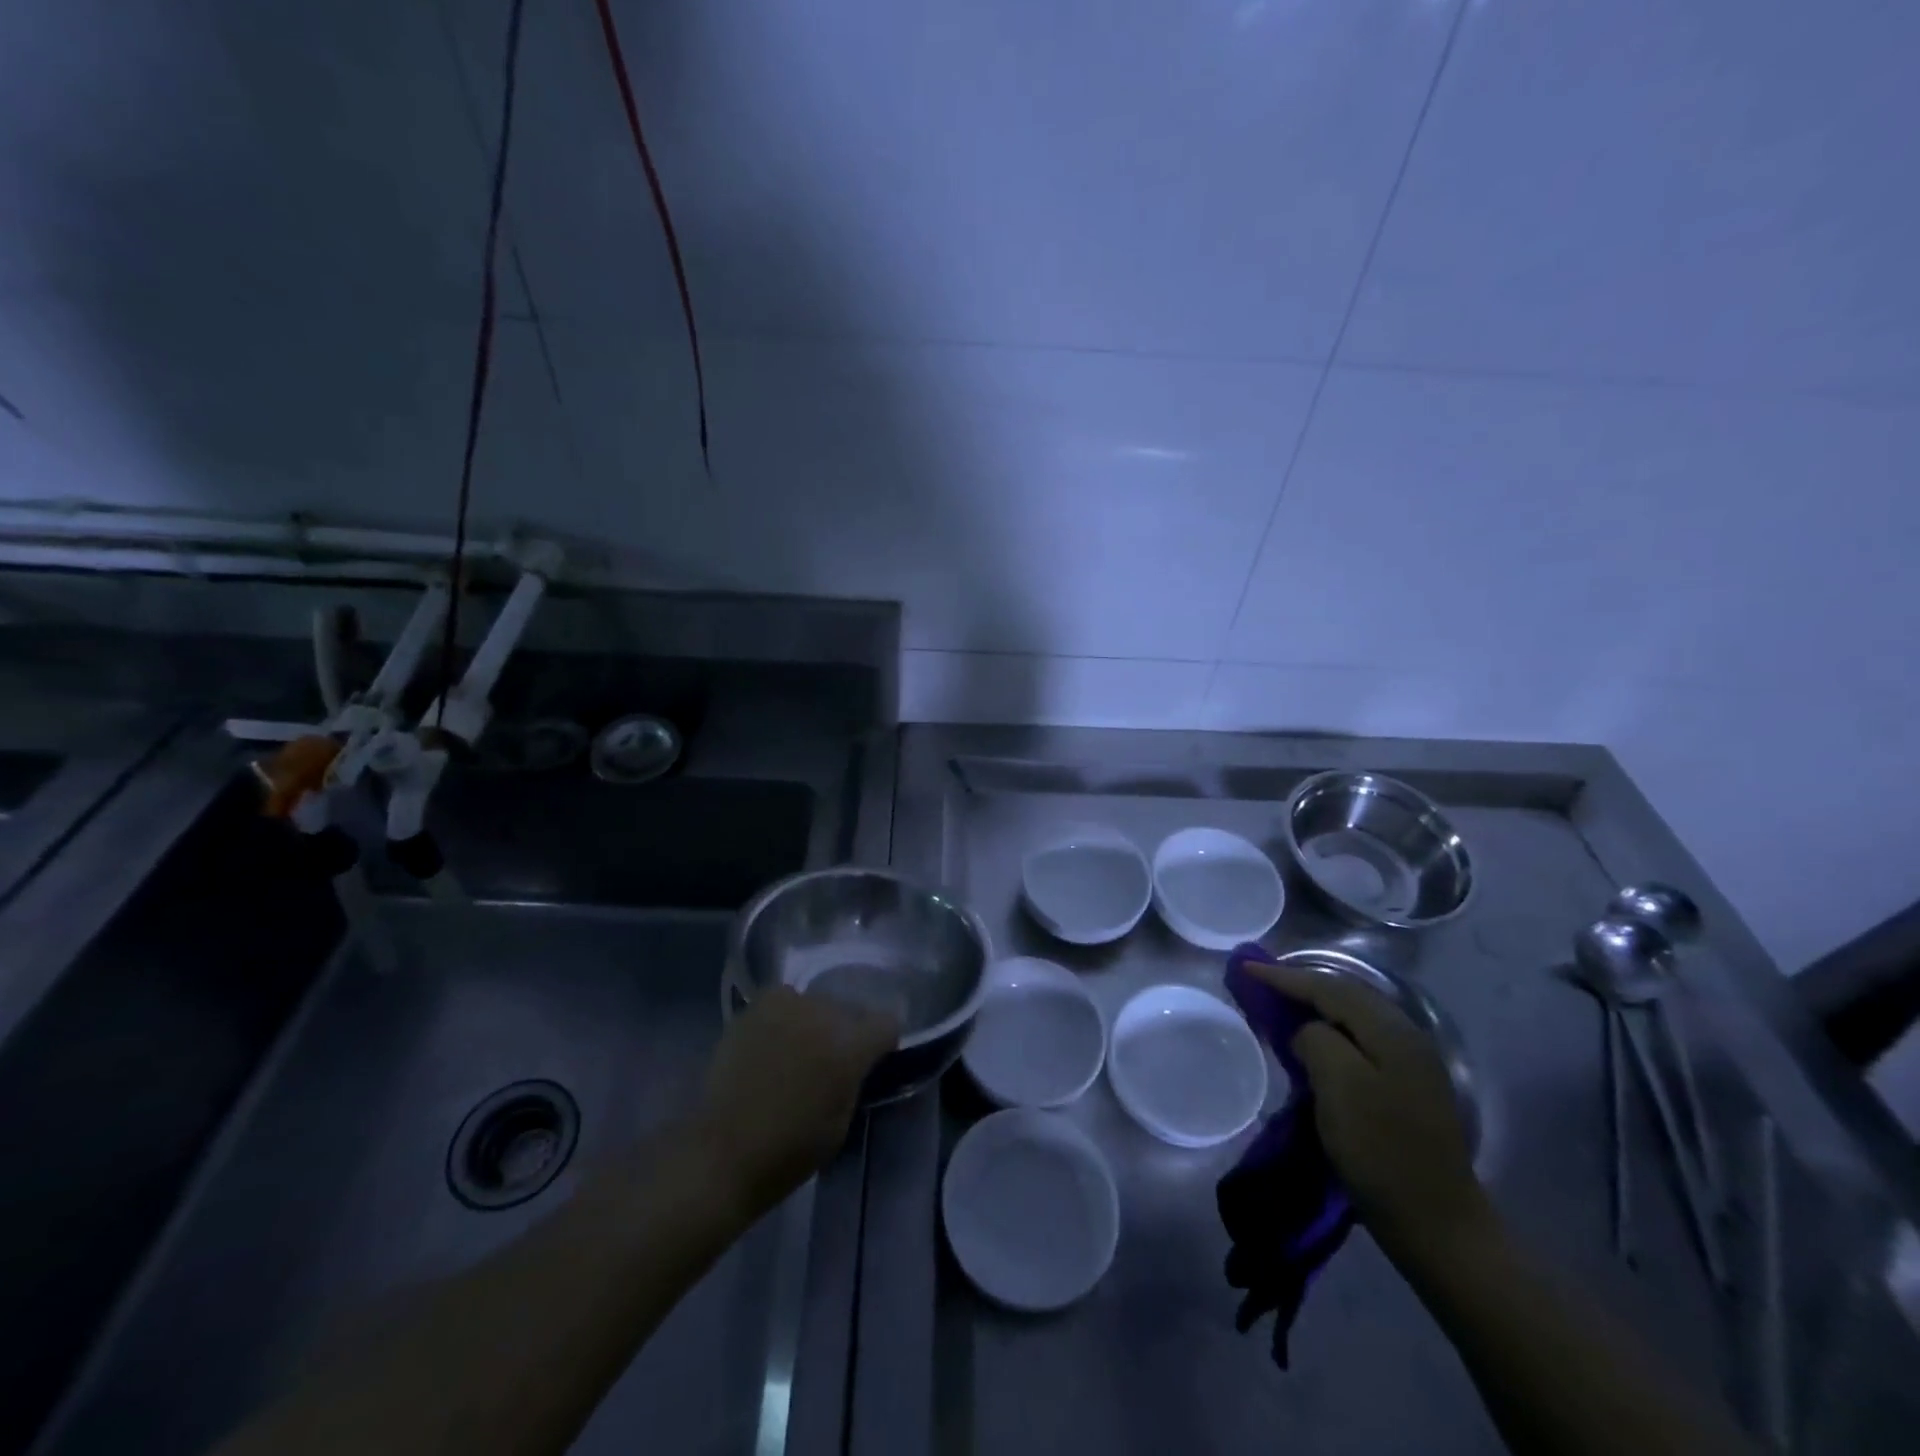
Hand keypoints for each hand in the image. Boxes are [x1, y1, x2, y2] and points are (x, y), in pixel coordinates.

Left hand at [696, 985, 898, 1220]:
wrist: (722, 1152)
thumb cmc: (789, 1151)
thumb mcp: (841, 1122)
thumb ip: (854, 1080)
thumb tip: (855, 1064)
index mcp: (849, 1047)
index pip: (887, 1023)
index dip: (883, 1042)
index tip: (873, 1059)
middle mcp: (823, 1015)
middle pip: (849, 1010)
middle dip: (846, 1032)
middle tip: (830, 1060)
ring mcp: (787, 1006)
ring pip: (816, 1003)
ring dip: (815, 1022)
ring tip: (798, 1049)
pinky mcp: (756, 1006)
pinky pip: (783, 1001)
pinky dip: (784, 1016)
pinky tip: (773, 1041)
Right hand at [1248, 961, 1492, 1261]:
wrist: (1437, 1226)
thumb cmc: (1382, 1152)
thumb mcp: (1339, 1087)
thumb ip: (1317, 1041)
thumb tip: (1307, 1032)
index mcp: (1392, 1032)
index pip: (1330, 987)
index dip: (1285, 976)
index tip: (1246, 968)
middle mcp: (1407, 1037)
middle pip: (1346, 995)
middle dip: (1301, 984)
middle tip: (1262, 981)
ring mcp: (1412, 1064)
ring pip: (1355, 1017)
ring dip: (1316, 1006)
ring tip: (1281, 1005)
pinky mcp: (1408, 1088)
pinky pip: (1361, 1040)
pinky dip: (1331, 1031)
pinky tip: (1314, 1041)